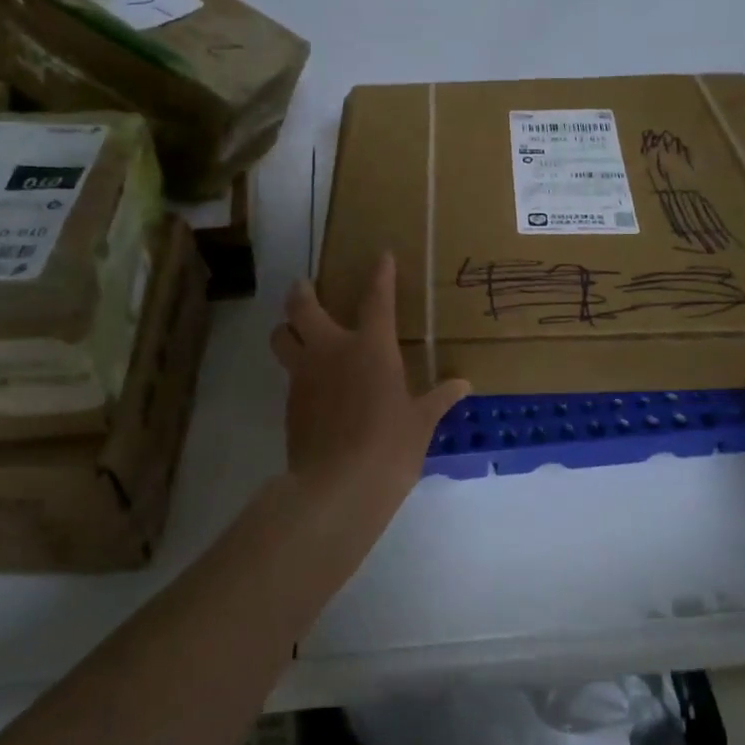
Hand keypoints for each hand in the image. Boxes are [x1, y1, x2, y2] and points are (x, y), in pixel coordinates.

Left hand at [269, 252, 469, 505]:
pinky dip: (297, 369)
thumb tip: (463, 384)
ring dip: (286, 328)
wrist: (336, 487)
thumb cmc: (389, 447)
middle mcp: (331, 351)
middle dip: (302, 291)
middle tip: (305, 286)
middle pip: (301, 307)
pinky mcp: (290, 403)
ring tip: (297, 331)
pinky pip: (289, 374)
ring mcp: (304, 376)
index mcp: (370, 348)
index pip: (376, 298)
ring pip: (281, 337)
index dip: (380, 274)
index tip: (381, 256)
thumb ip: (439, 398)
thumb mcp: (421, 423)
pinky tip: (314, 384)